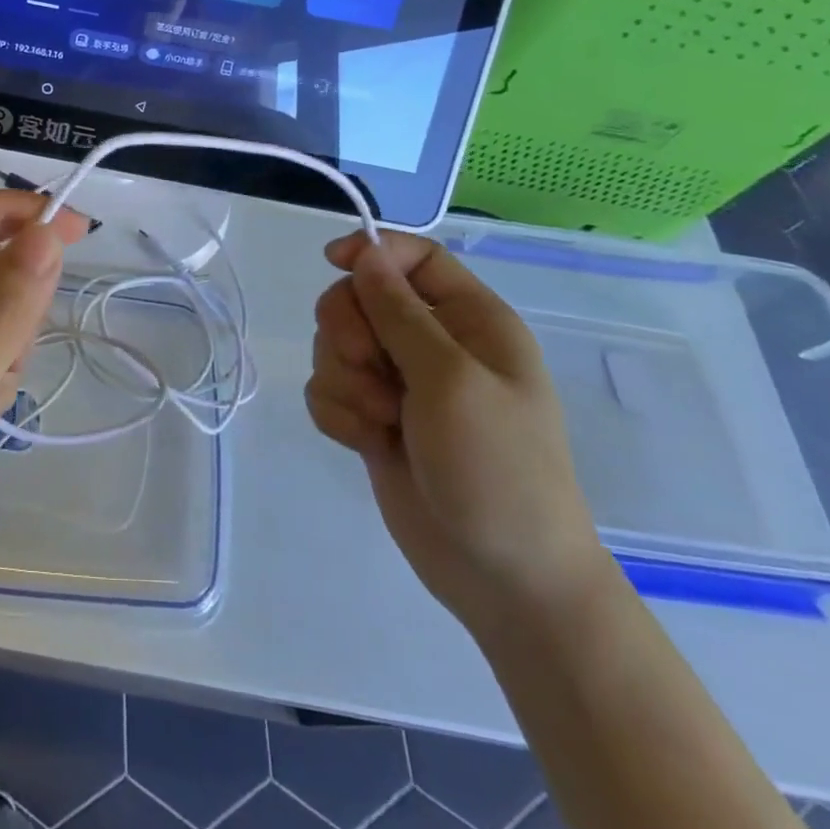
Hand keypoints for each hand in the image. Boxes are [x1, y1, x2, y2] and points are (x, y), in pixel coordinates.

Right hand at [306, 231, 615, 638]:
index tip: (333, 263)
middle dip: (350, 332)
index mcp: (470, 321)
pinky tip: (365, 443)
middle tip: (373, 369)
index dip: (372, 251)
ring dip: (346, 381)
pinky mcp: (372, 419)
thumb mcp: (452, 381)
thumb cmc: (497, 469)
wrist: (503, 577)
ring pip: (335, 345)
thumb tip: (365, 253)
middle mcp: (432, 344)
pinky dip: (337, 413)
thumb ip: (400, 313)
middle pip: (360, 297)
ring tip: (381, 421)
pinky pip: (327, 389)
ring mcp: (399, 384)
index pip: (414, 257)